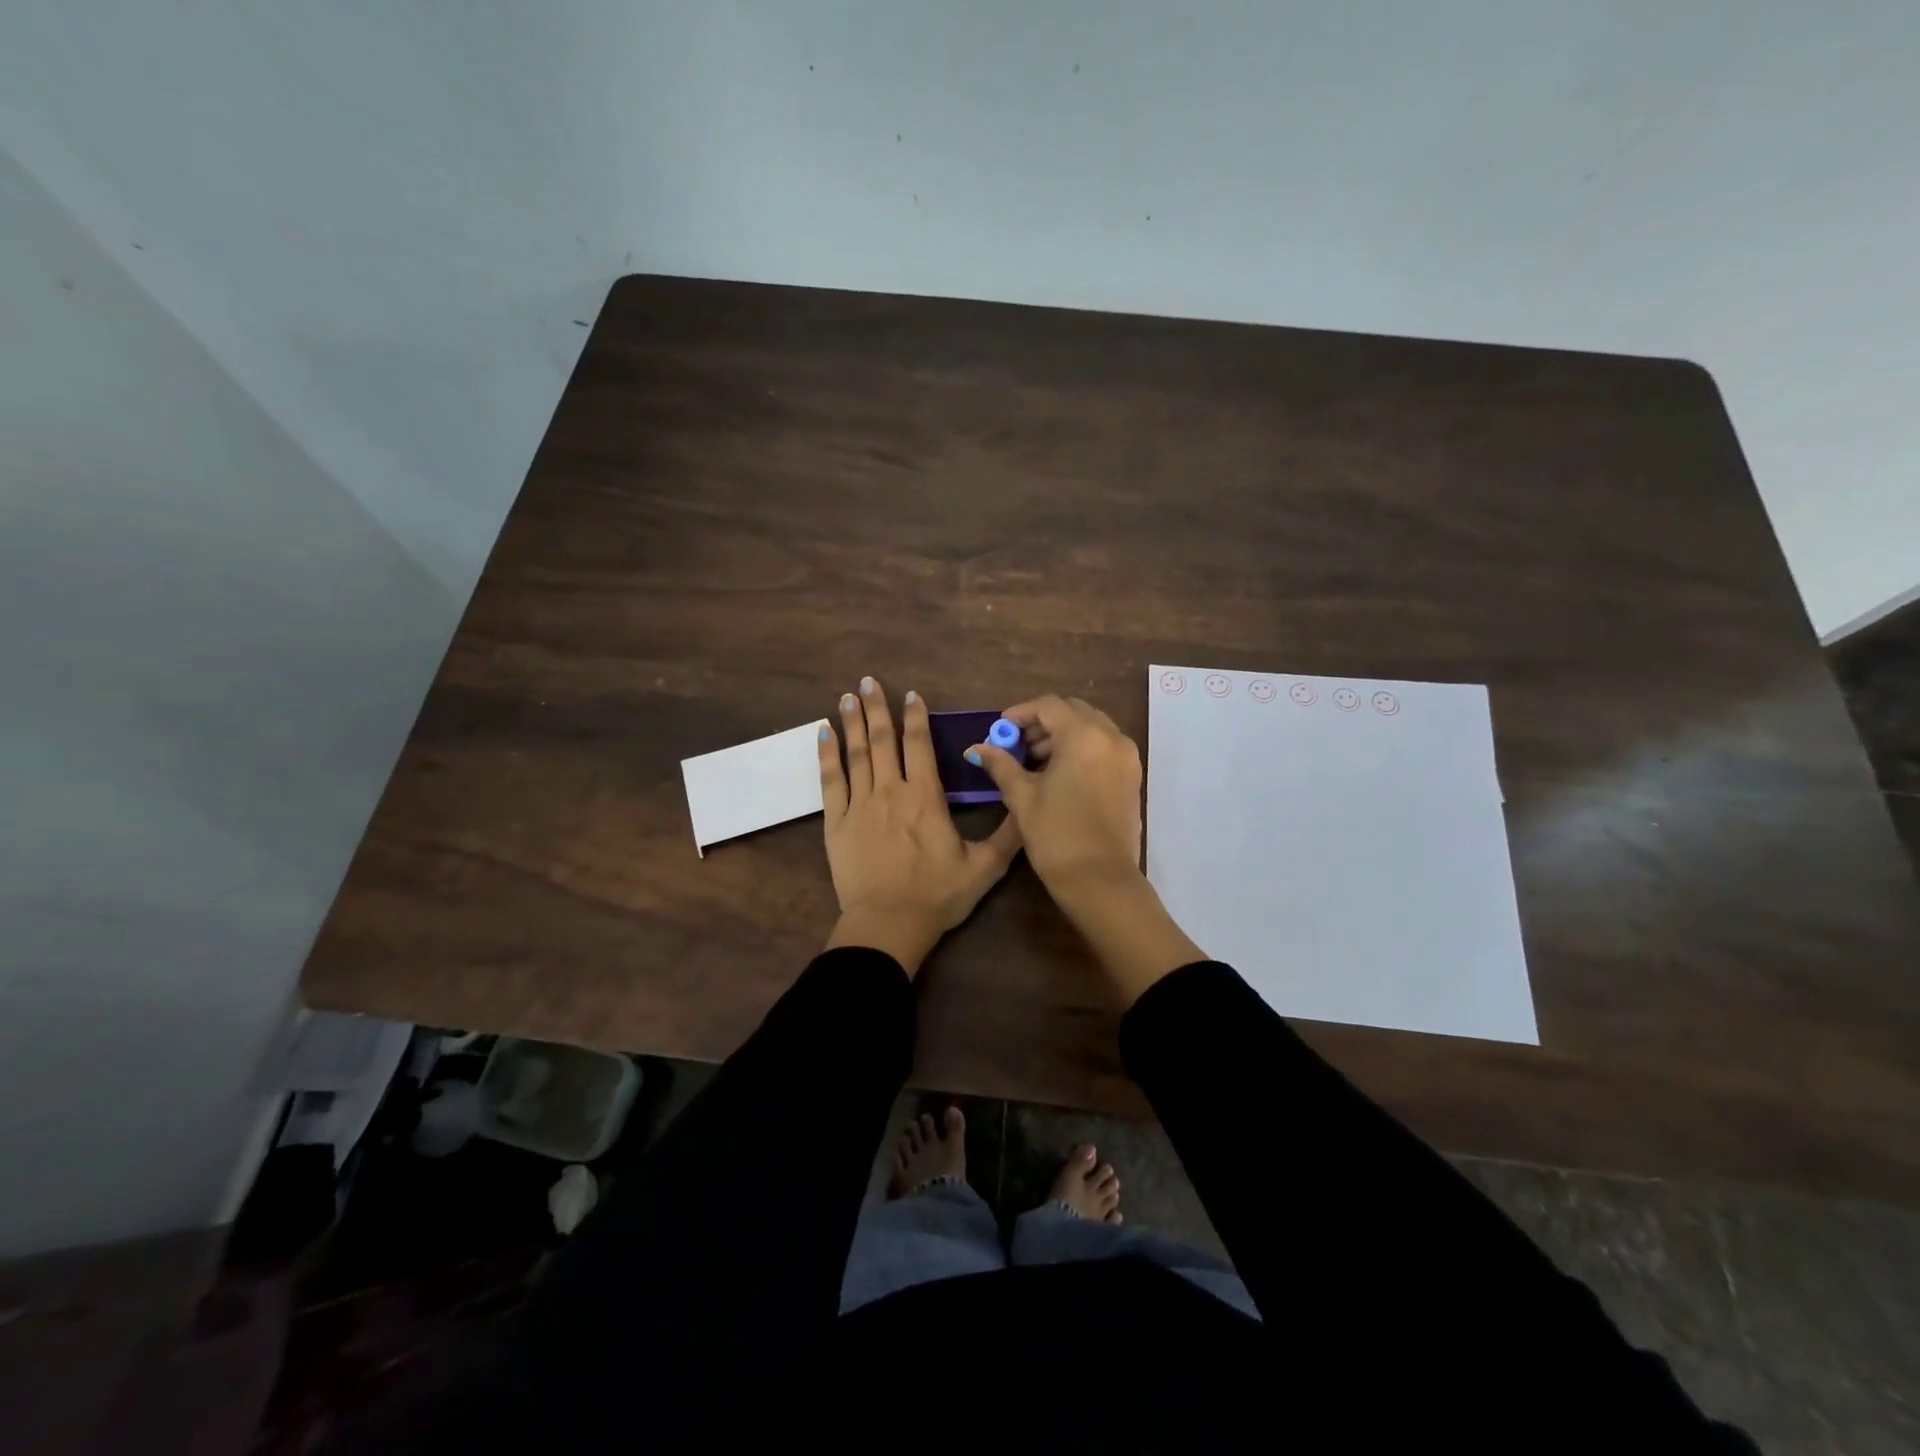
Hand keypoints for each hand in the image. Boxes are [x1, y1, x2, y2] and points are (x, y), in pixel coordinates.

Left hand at [819, 677, 1021, 974]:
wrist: (888, 925)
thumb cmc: (937, 896)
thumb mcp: (984, 868)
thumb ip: (1007, 835)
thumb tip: (1027, 805)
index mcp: (925, 798)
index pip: (919, 746)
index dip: (915, 717)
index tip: (910, 694)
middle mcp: (890, 792)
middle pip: (883, 741)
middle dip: (877, 708)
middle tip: (867, 681)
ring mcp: (859, 805)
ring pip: (856, 754)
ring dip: (852, 723)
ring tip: (846, 697)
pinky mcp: (836, 823)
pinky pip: (830, 781)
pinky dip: (826, 755)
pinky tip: (823, 734)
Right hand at [968, 694, 1203, 1003]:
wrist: (1101, 880)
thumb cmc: (1056, 835)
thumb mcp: (1022, 797)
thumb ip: (1000, 765)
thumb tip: (977, 748)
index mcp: (1084, 736)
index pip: (1049, 706)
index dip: (1020, 713)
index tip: (1000, 729)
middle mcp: (1111, 737)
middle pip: (1073, 712)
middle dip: (1042, 722)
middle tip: (1017, 744)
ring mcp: (1127, 757)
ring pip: (1091, 728)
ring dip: (1062, 735)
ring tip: (1034, 761)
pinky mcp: (1132, 777)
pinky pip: (1104, 747)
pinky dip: (1081, 749)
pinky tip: (1059, 774)